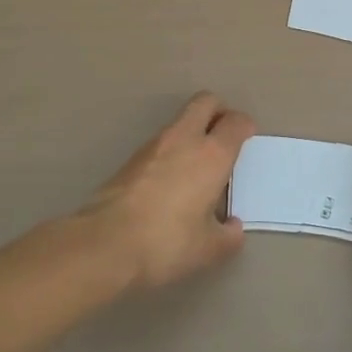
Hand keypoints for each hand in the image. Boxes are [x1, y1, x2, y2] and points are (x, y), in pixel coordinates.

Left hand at [81, 94, 253, 288]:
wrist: (104, 244)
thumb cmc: (167, 242)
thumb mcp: (208, 249)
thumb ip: (228, 236)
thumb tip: (232, 227)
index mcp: (212, 154)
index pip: (236, 122)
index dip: (245, 127)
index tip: (247, 140)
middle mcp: (185, 139)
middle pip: (206, 102)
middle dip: (218, 111)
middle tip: (223, 136)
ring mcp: (154, 145)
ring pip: (180, 121)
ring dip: (193, 131)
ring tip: (197, 165)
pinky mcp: (130, 159)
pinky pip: (161, 142)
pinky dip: (171, 150)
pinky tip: (170, 181)